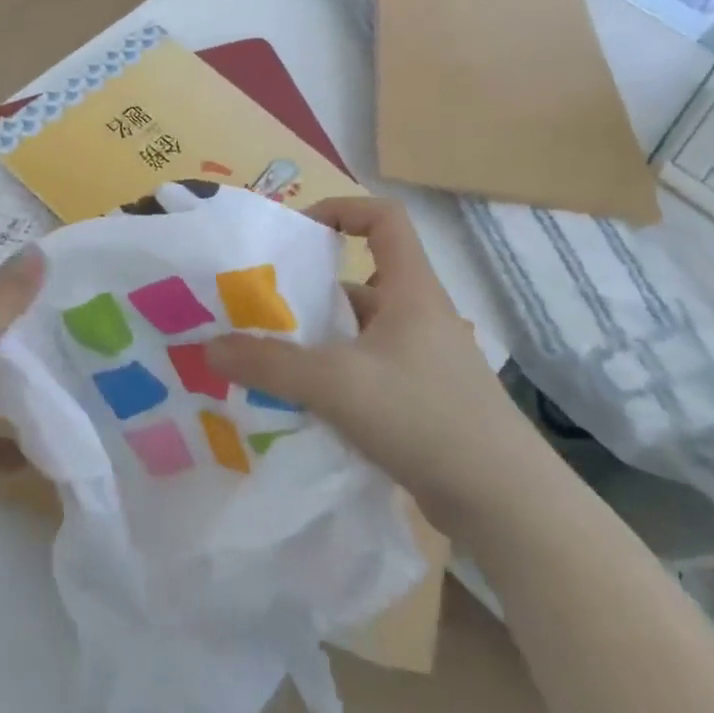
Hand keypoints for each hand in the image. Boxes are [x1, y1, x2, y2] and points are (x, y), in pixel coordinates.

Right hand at [205, 198, 544, 531]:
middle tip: (259, 308)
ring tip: (266, 357)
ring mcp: (422, 360)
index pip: (385, 219)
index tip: (297, 233)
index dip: (342, 209)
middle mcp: (418, 316)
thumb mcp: (336, 384)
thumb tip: (209, 348)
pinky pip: (366, 370)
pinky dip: (333, 376)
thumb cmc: (424, 416)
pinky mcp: (421, 400)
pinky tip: (300, 402)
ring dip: (316, 340)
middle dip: (308, 290)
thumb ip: (270, 365)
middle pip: (359, 280)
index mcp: (410, 290)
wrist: (504, 503)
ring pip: (358, 332)